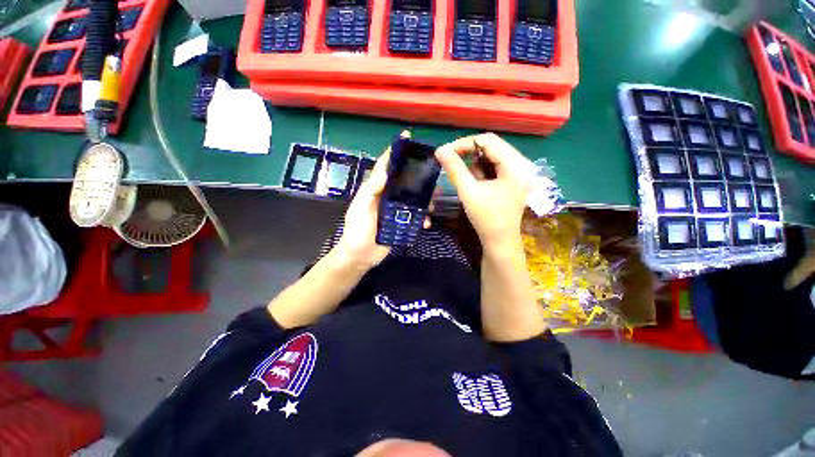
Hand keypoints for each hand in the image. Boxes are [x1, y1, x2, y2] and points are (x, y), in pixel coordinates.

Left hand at [333, 131, 431, 268]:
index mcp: (375, 190)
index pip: (385, 167)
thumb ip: (370, 191)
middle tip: (433, 174)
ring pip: (413, 199)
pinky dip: (422, 218)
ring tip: (434, 201)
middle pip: (404, 182)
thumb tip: (385, 173)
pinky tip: (426, 223)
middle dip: (417, 177)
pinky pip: (415, 217)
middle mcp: (386, 197)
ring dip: (424, 199)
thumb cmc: (357, 230)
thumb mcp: (360, 209)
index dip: (394, 152)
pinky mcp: (401, 223)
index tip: (406, 138)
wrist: (360, 256)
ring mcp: (395, 210)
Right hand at [435, 133, 532, 248]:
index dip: (464, 143)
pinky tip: (474, 182)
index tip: (444, 152)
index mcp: (515, 165)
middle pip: (491, 146)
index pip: (488, 140)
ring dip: (473, 162)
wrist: (499, 242)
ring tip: (464, 176)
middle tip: (449, 160)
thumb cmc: (486, 218)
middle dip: (468, 152)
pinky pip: (494, 166)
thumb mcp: (468, 191)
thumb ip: (454, 169)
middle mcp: (521, 164)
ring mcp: (518, 172)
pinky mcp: (513, 180)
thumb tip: (440, 150)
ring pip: (491, 156)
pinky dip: (480, 170)